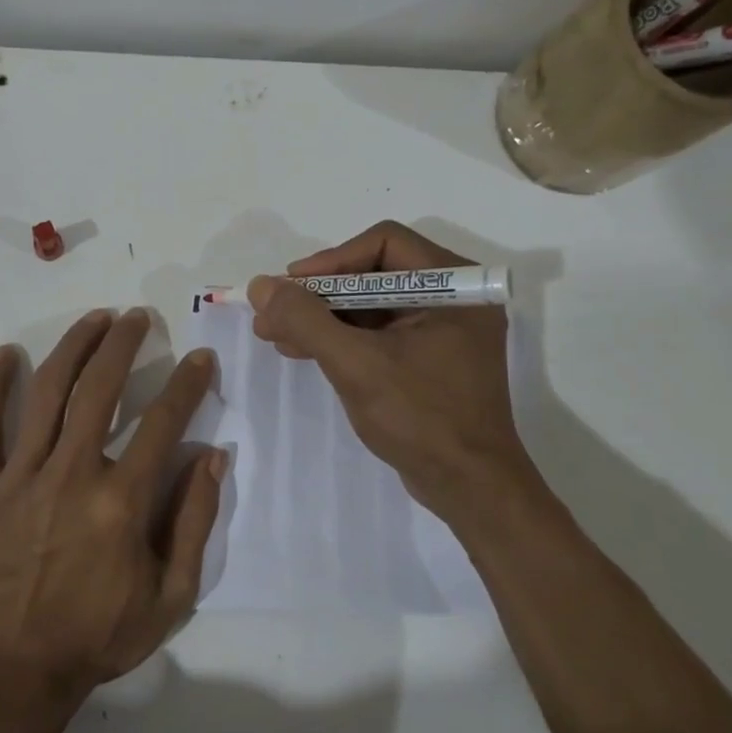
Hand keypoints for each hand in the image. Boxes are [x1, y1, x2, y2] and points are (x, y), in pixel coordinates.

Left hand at [0, 309, 224, 729]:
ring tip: (94, 319)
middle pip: (100, 389)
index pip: (163, 423)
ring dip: (73, 347)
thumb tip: (213, 455)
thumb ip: (195, 521)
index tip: (200, 357)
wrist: (13, 674)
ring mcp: (20, 477)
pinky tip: (5, 355)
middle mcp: (71, 474)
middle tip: (138, 318)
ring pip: (46, 392)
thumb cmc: (97, 637)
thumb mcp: (171, 597)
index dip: (187, 384)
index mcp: (121, 501)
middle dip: (124, 344)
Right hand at [247, 221, 538, 527]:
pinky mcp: (427, 358)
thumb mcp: (356, 364)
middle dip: (318, 294)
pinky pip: (376, 333)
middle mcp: (453, 298)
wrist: (470, 489)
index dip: (332, 259)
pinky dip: (339, 338)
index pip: (384, 243)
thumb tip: (261, 285)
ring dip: (321, 317)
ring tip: (273, 333)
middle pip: (372, 273)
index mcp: (455, 286)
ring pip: (369, 305)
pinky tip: (301, 349)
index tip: (292, 286)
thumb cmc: (421, 418)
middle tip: (273, 311)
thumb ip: (306, 320)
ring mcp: (441, 330)